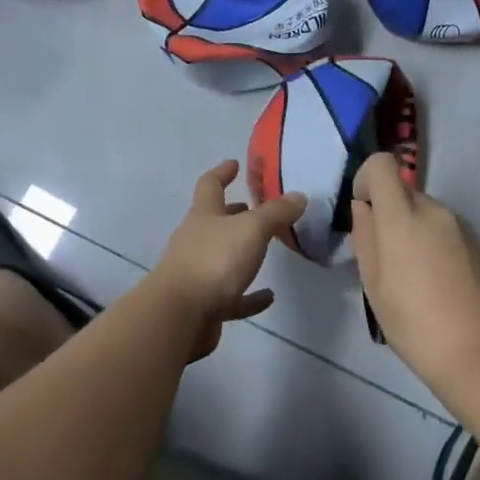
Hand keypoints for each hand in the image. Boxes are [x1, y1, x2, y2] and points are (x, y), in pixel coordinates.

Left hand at [149, 160, 306, 357]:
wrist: (180, 315)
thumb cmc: (214, 260)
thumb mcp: (252, 229)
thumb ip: (276, 213)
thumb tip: (298, 195)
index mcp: (203, 215)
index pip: (210, 184)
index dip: (222, 172)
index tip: (235, 163)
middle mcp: (196, 240)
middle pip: (215, 220)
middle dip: (234, 213)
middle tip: (257, 208)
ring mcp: (197, 273)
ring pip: (222, 257)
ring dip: (242, 252)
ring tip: (268, 249)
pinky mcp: (205, 305)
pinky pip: (232, 296)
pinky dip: (249, 295)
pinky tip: (268, 296)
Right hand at [348, 152, 479, 388]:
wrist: (478, 354)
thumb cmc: (413, 322)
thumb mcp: (373, 283)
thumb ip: (364, 236)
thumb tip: (364, 208)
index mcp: (403, 216)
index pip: (382, 164)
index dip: (366, 179)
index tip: (364, 213)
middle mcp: (434, 210)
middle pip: (403, 190)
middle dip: (389, 212)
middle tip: (384, 256)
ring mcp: (461, 226)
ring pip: (425, 211)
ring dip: (412, 229)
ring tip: (411, 275)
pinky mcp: (478, 244)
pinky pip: (444, 230)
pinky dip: (433, 243)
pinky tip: (435, 283)